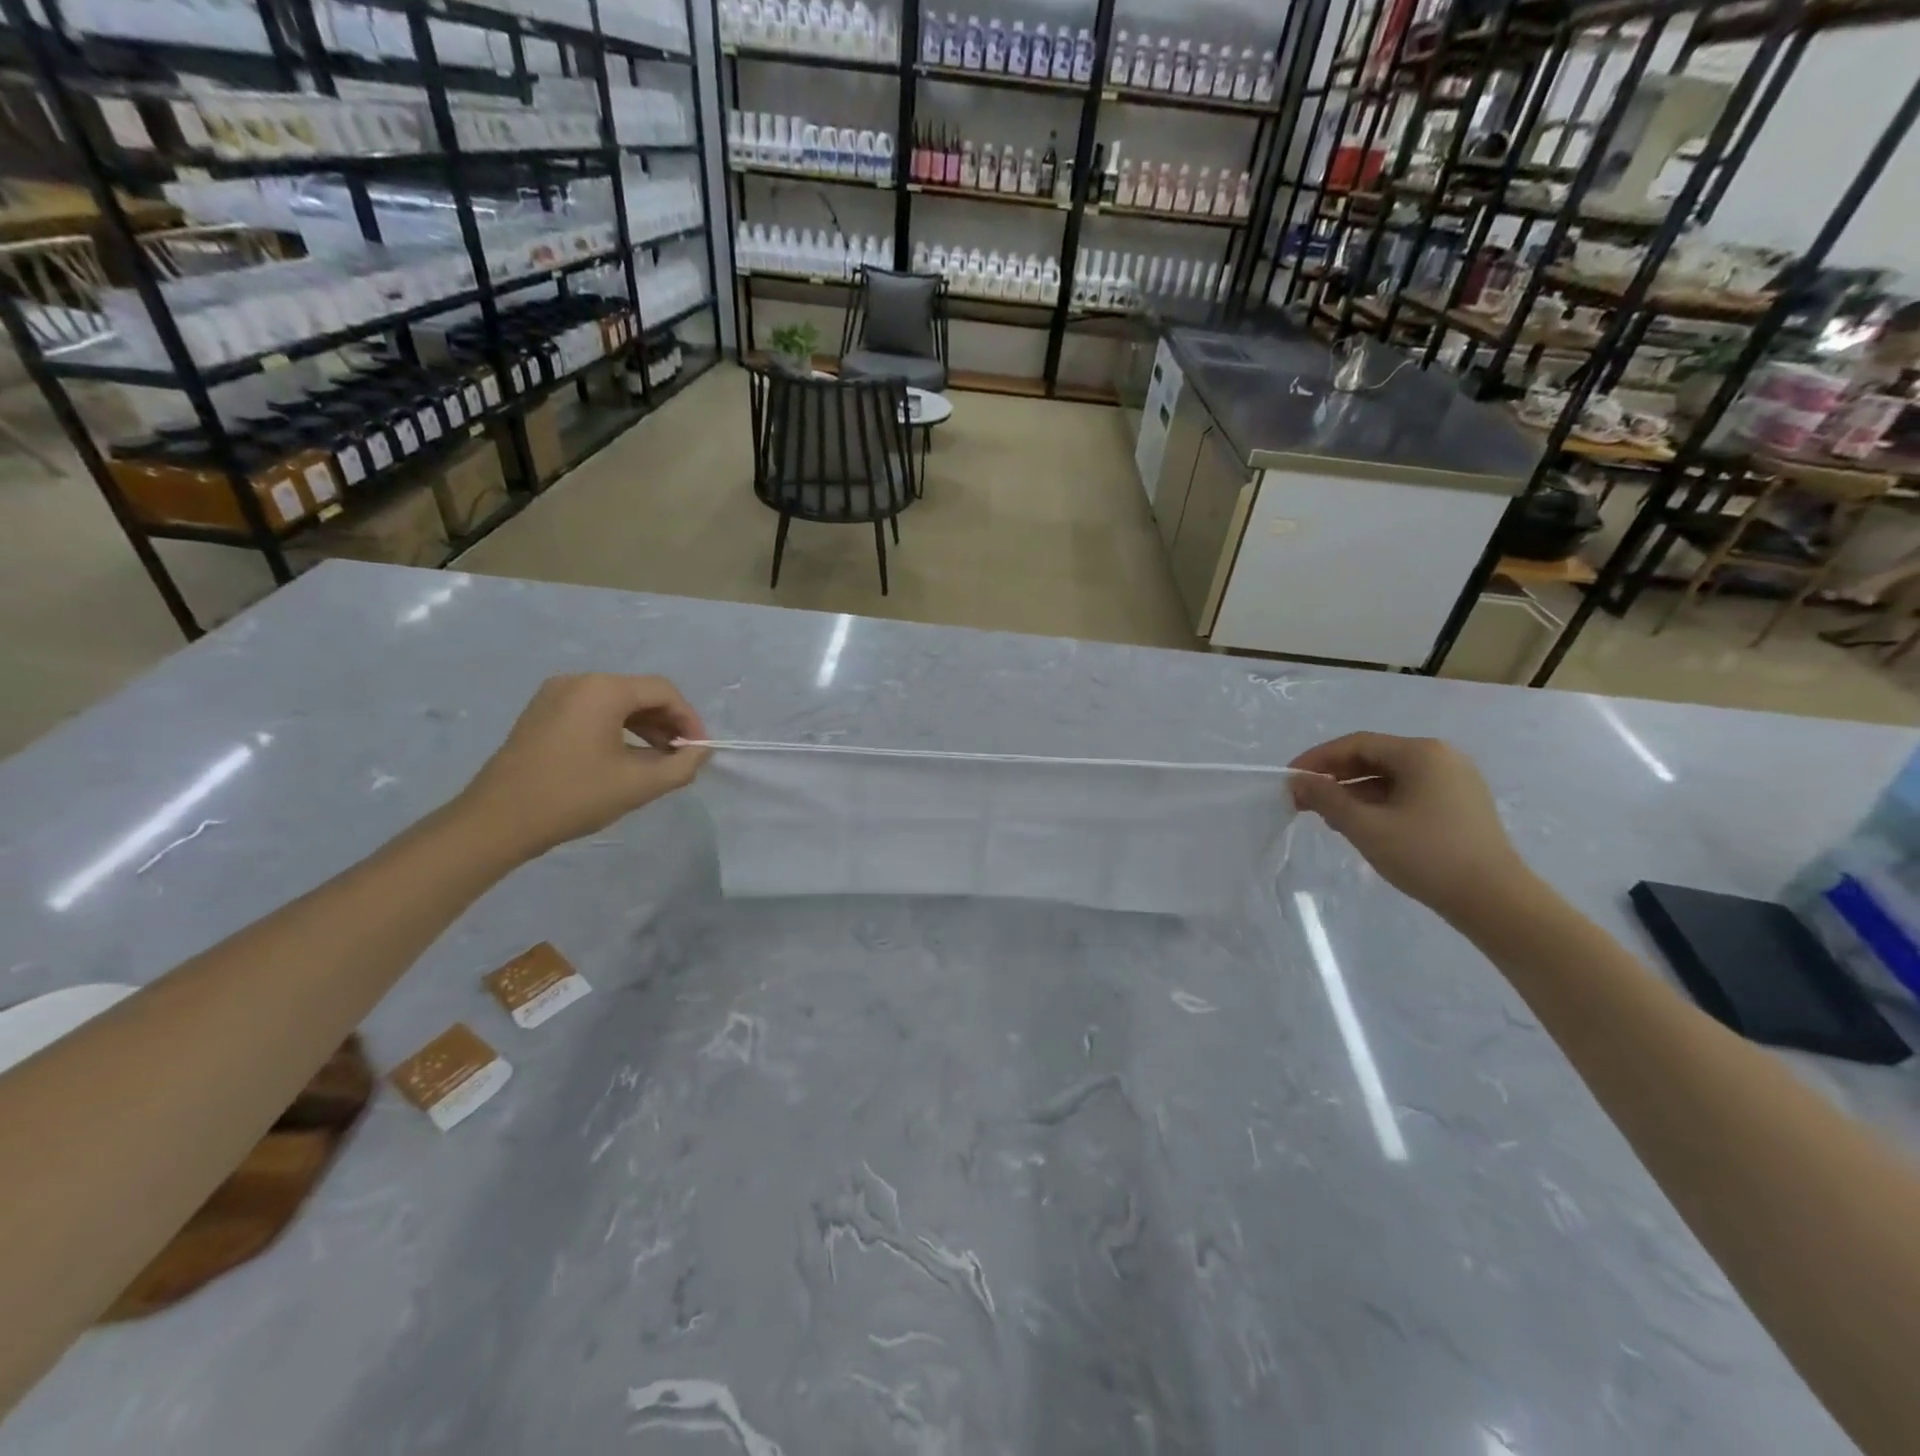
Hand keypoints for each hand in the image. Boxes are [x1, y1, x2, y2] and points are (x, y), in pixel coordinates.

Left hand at [457, 674, 710, 858]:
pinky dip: (617, 729)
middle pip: (640, 693)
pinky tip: (625, 758)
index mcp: (603, 690)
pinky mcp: (542, 714)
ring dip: (644, 727)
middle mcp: (579, 681)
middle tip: (681, 757)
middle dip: (667, 723)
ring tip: (658, 761)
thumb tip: (701, 751)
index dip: (689, 720)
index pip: (664, 691)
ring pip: (617, 703)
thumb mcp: (639, 784)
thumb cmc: (574, 797)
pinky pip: (593, 711)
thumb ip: (682, 765)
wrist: (497, 821)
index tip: (698, 751)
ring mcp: (555, 695)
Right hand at [1288, 733, 1530, 923]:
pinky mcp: (1461, 804)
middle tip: (1304, 799)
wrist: (1495, 901)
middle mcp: (1441, 757)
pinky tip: (1362, 824)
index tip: (1290, 780)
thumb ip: (1326, 799)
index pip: (1356, 744)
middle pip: (1374, 756)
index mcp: (1421, 753)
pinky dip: (1380, 802)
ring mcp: (1455, 780)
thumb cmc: (1426, 856)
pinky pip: (1409, 791)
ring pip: (1391, 776)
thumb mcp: (1366, 827)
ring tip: (1329, 816)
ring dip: (1355, 791)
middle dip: (1335, 776)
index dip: (1317, 759)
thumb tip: (1297, 782)